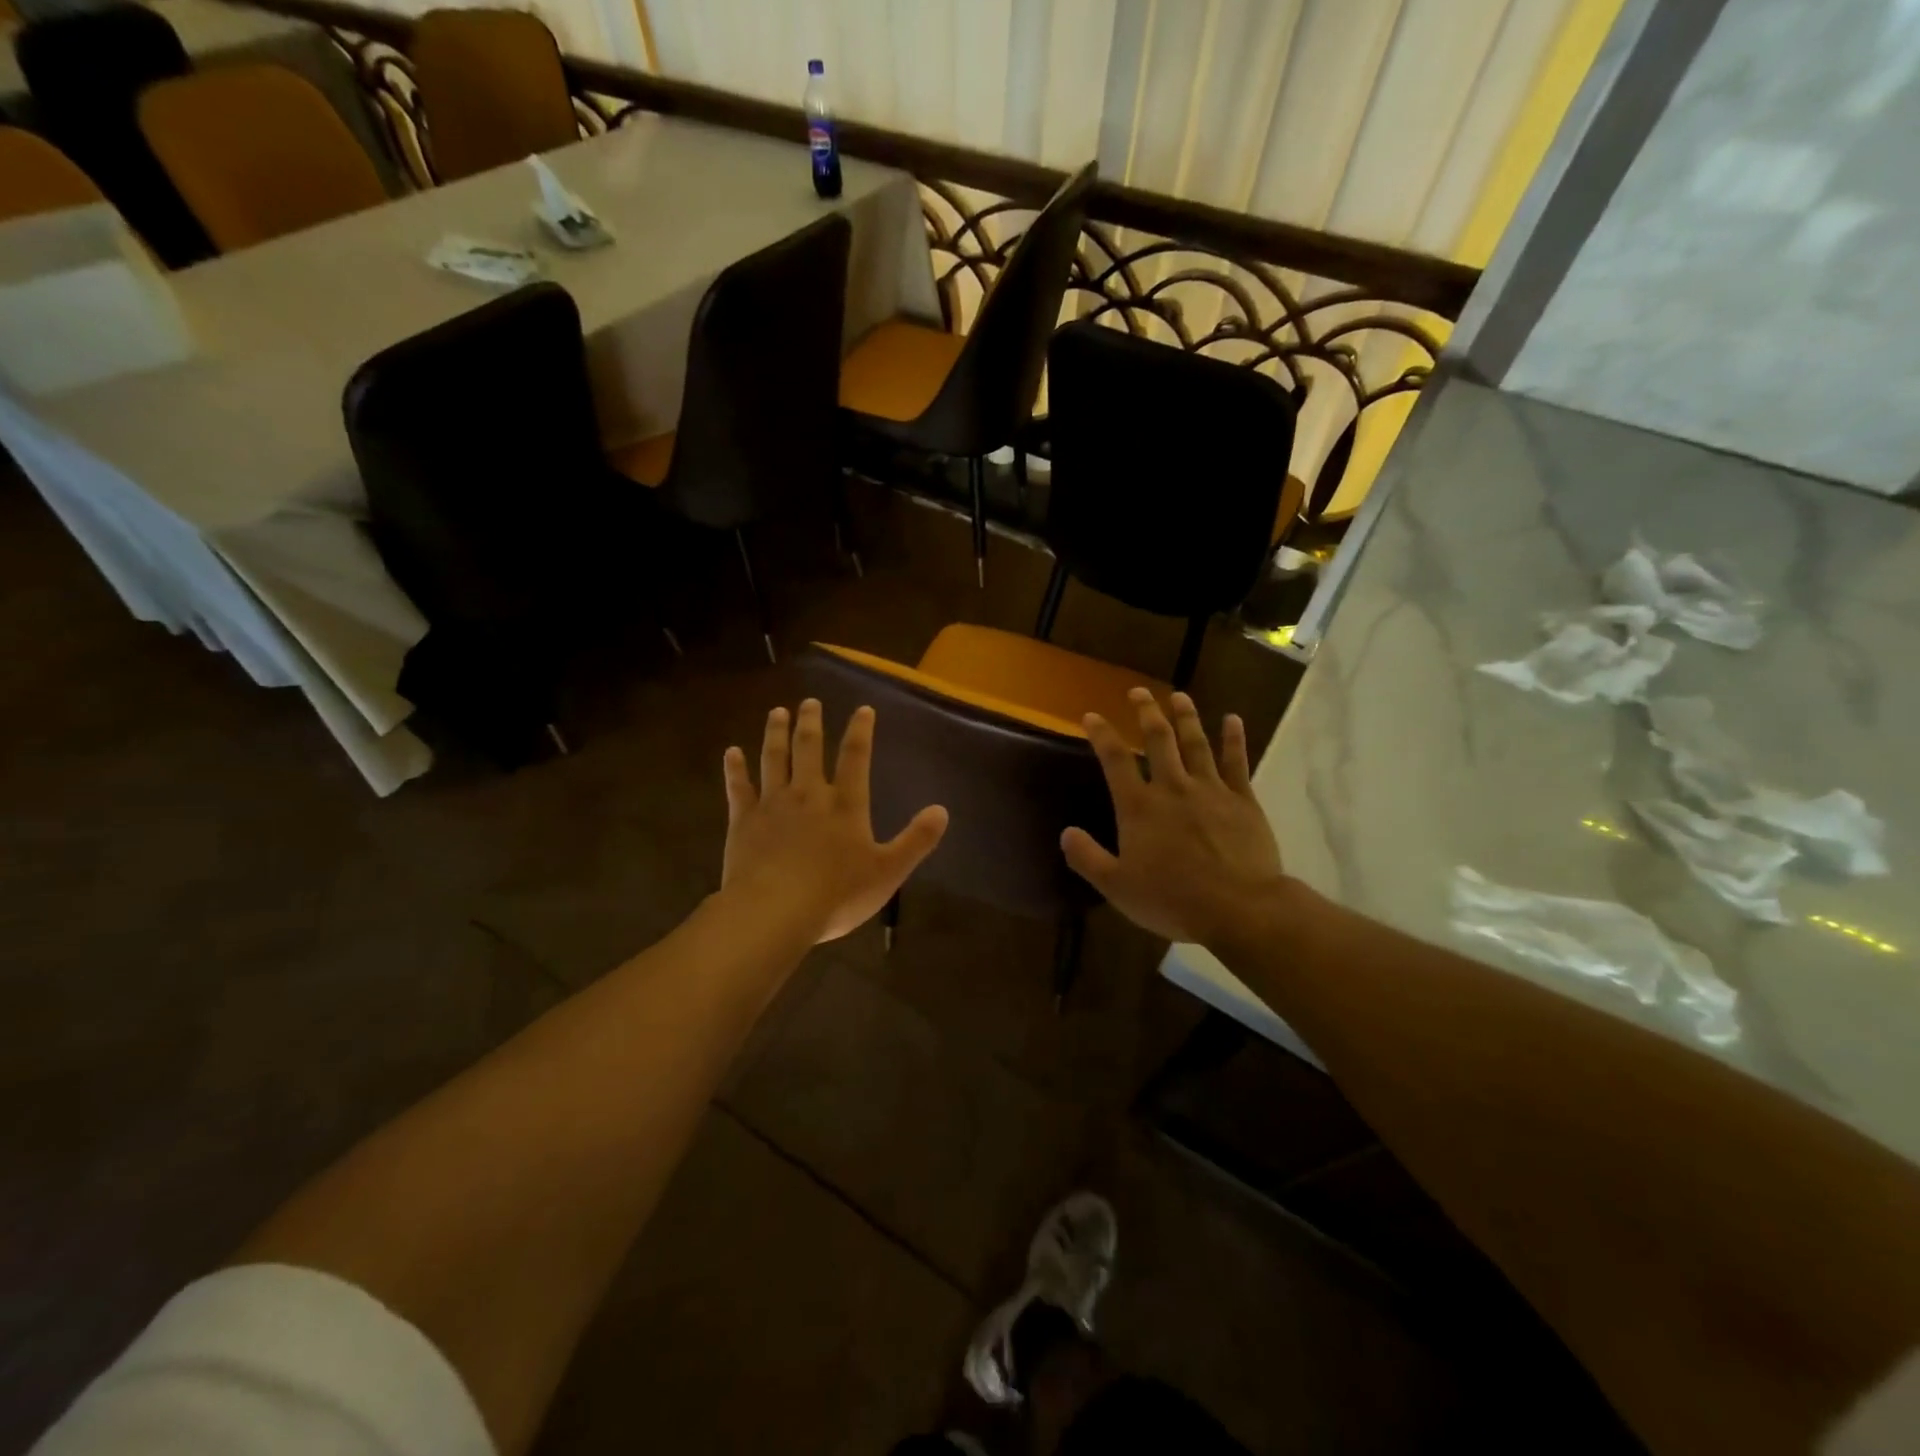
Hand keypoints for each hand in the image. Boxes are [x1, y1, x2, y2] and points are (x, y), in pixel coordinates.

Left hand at [722, 700, 948, 942]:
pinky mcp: (743, 820)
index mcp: (845, 803)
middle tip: (810, 701)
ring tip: (777, 712)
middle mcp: (808, 794)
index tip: (862, 709)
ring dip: (776, 733)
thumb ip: (916, 840)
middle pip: (809, 748)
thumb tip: (942, 811)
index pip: (856, 757)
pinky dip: (735, 768)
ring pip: (774, 759)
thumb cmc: (836, 893)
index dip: (860, 731)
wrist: (774, 911)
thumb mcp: (888, 871)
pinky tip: (731, 752)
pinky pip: (738, 787)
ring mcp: (773, 804)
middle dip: (811, 722)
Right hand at [1062, 689, 1285, 947]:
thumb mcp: (1117, 887)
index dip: (1101, 734)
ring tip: (1178, 695)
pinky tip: (1233, 720)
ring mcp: (1210, 790)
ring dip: (1185, 716)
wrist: (1239, 908)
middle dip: (1146, 712)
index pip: (1115, 760)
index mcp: (1139, 807)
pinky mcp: (1242, 800)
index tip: (1091, 716)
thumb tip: (1065, 833)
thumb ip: (1087, 858)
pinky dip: (1234, 739)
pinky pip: (1236, 762)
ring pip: (1196, 743)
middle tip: (1138, 692)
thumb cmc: (1173, 899)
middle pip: (1158, 739)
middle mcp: (1172, 788)